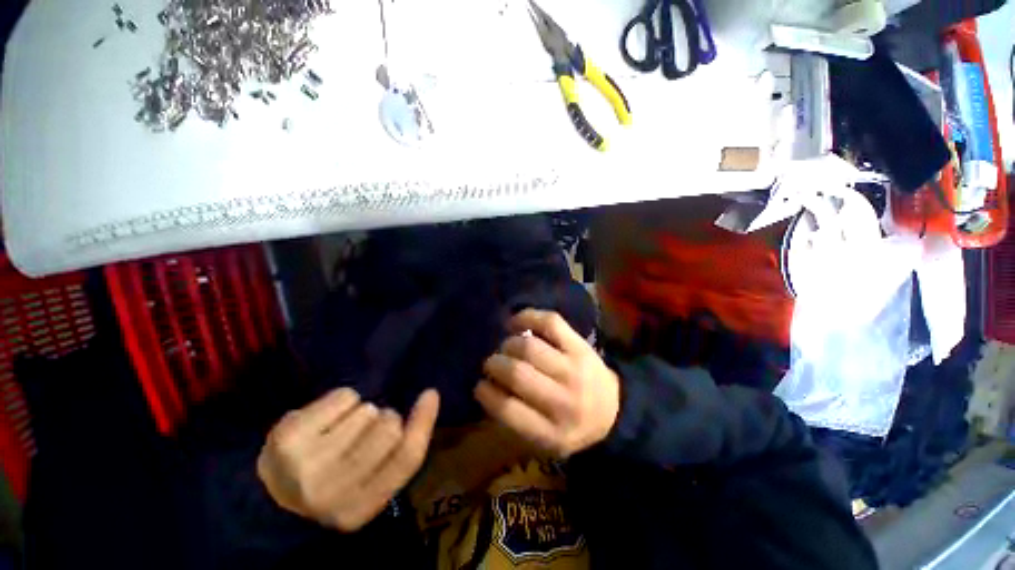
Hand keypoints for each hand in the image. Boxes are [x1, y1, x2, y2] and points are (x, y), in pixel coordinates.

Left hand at [257, 388, 439, 531]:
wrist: (266, 497)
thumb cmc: (331, 486)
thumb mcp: (369, 483)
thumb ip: (400, 452)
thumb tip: (429, 397)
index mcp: (361, 508)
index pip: (406, 459)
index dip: (423, 422)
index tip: (430, 394)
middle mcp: (334, 491)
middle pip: (389, 428)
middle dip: (383, 420)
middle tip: (363, 431)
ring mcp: (307, 464)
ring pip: (367, 410)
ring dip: (361, 413)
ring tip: (338, 430)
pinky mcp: (289, 437)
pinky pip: (344, 396)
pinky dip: (342, 401)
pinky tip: (324, 419)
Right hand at [475, 309, 619, 457]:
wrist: (613, 410)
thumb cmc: (571, 426)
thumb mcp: (543, 441)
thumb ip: (514, 419)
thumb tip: (486, 385)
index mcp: (552, 433)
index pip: (507, 409)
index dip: (486, 393)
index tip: (480, 385)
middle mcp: (564, 401)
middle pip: (517, 374)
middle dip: (495, 364)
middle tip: (492, 363)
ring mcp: (575, 370)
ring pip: (529, 347)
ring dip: (509, 345)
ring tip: (507, 348)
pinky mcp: (581, 346)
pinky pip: (550, 323)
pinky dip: (527, 317)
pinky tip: (515, 323)